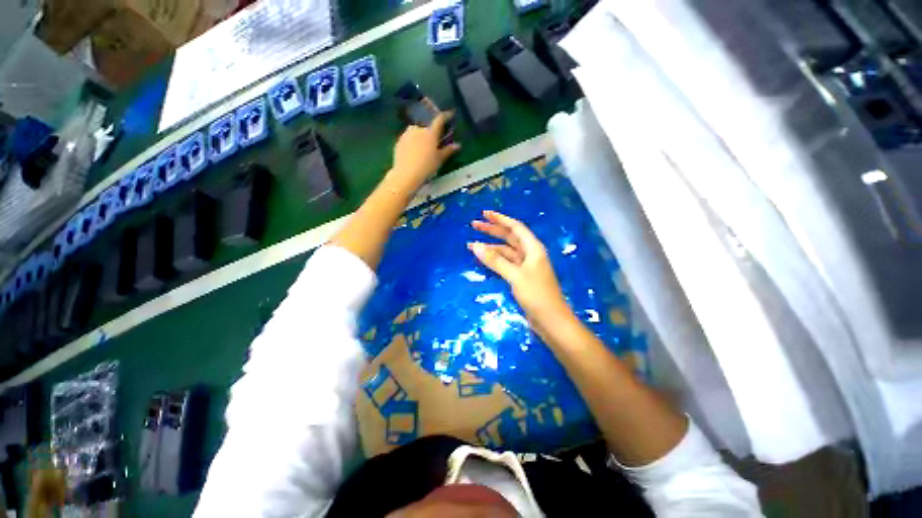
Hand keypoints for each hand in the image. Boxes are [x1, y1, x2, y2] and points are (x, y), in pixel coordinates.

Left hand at [388, 111, 460, 190]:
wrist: (406, 174)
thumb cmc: (426, 166)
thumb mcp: (439, 159)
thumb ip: (448, 150)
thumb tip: (458, 145)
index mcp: (430, 132)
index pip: (440, 119)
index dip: (446, 115)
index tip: (450, 114)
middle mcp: (418, 129)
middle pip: (427, 127)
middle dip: (431, 132)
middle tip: (434, 142)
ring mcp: (407, 134)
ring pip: (416, 132)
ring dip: (420, 136)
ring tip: (423, 148)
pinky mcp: (399, 141)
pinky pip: (408, 139)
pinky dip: (412, 142)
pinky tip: (413, 153)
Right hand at [468, 211, 574, 339]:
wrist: (551, 320)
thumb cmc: (537, 295)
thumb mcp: (515, 276)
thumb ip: (495, 261)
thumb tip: (476, 246)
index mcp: (533, 249)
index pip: (515, 228)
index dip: (500, 219)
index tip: (484, 214)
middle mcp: (530, 254)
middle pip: (509, 237)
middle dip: (492, 230)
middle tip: (474, 225)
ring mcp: (525, 266)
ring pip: (506, 251)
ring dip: (491, 247)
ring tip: (473, 244)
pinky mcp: (521, 277)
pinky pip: (505, 263)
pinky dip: (495, 260)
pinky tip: (484, 259)